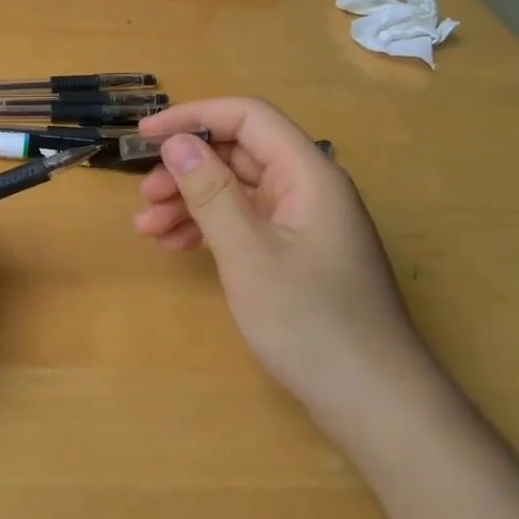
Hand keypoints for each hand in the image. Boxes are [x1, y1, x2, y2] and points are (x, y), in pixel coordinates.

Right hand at [132, 98, 435, 428]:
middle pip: (239, 154)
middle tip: (144, 197)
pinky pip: (246, 224)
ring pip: (237, 192)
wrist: (373, 402)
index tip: (145, 137)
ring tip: (148, 228)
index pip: (248, 118)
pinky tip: (176, 246)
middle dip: (186, 169)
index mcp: (308, 174)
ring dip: (190, 202)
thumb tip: (177, 141)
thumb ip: (211, 192)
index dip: (193, 117)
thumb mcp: (248, 254)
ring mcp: (303, 224)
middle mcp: (308, 189)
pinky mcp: (296, 255)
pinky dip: (209, 230)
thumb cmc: (310, 322)